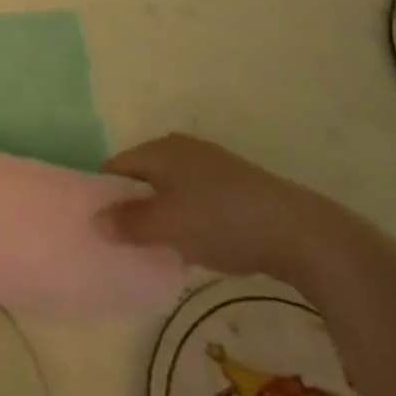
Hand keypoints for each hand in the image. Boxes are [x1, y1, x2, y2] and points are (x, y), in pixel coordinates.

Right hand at [95, 134, 348, 285]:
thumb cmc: (221, 222)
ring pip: (171, 188)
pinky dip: (189, 217)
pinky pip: (197, 198)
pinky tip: (199, 244)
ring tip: (162, 248)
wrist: (300, 233)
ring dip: (163, 215)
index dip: (104, 195)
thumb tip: (95, 220)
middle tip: (129, 242)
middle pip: (143, 176)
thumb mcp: (167, 227)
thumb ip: (128, 224)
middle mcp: (181, 148)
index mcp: (159, 149)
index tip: (102, 227)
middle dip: (134, 207)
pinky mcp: (237, 184)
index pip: (116, 167)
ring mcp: (212, 164)